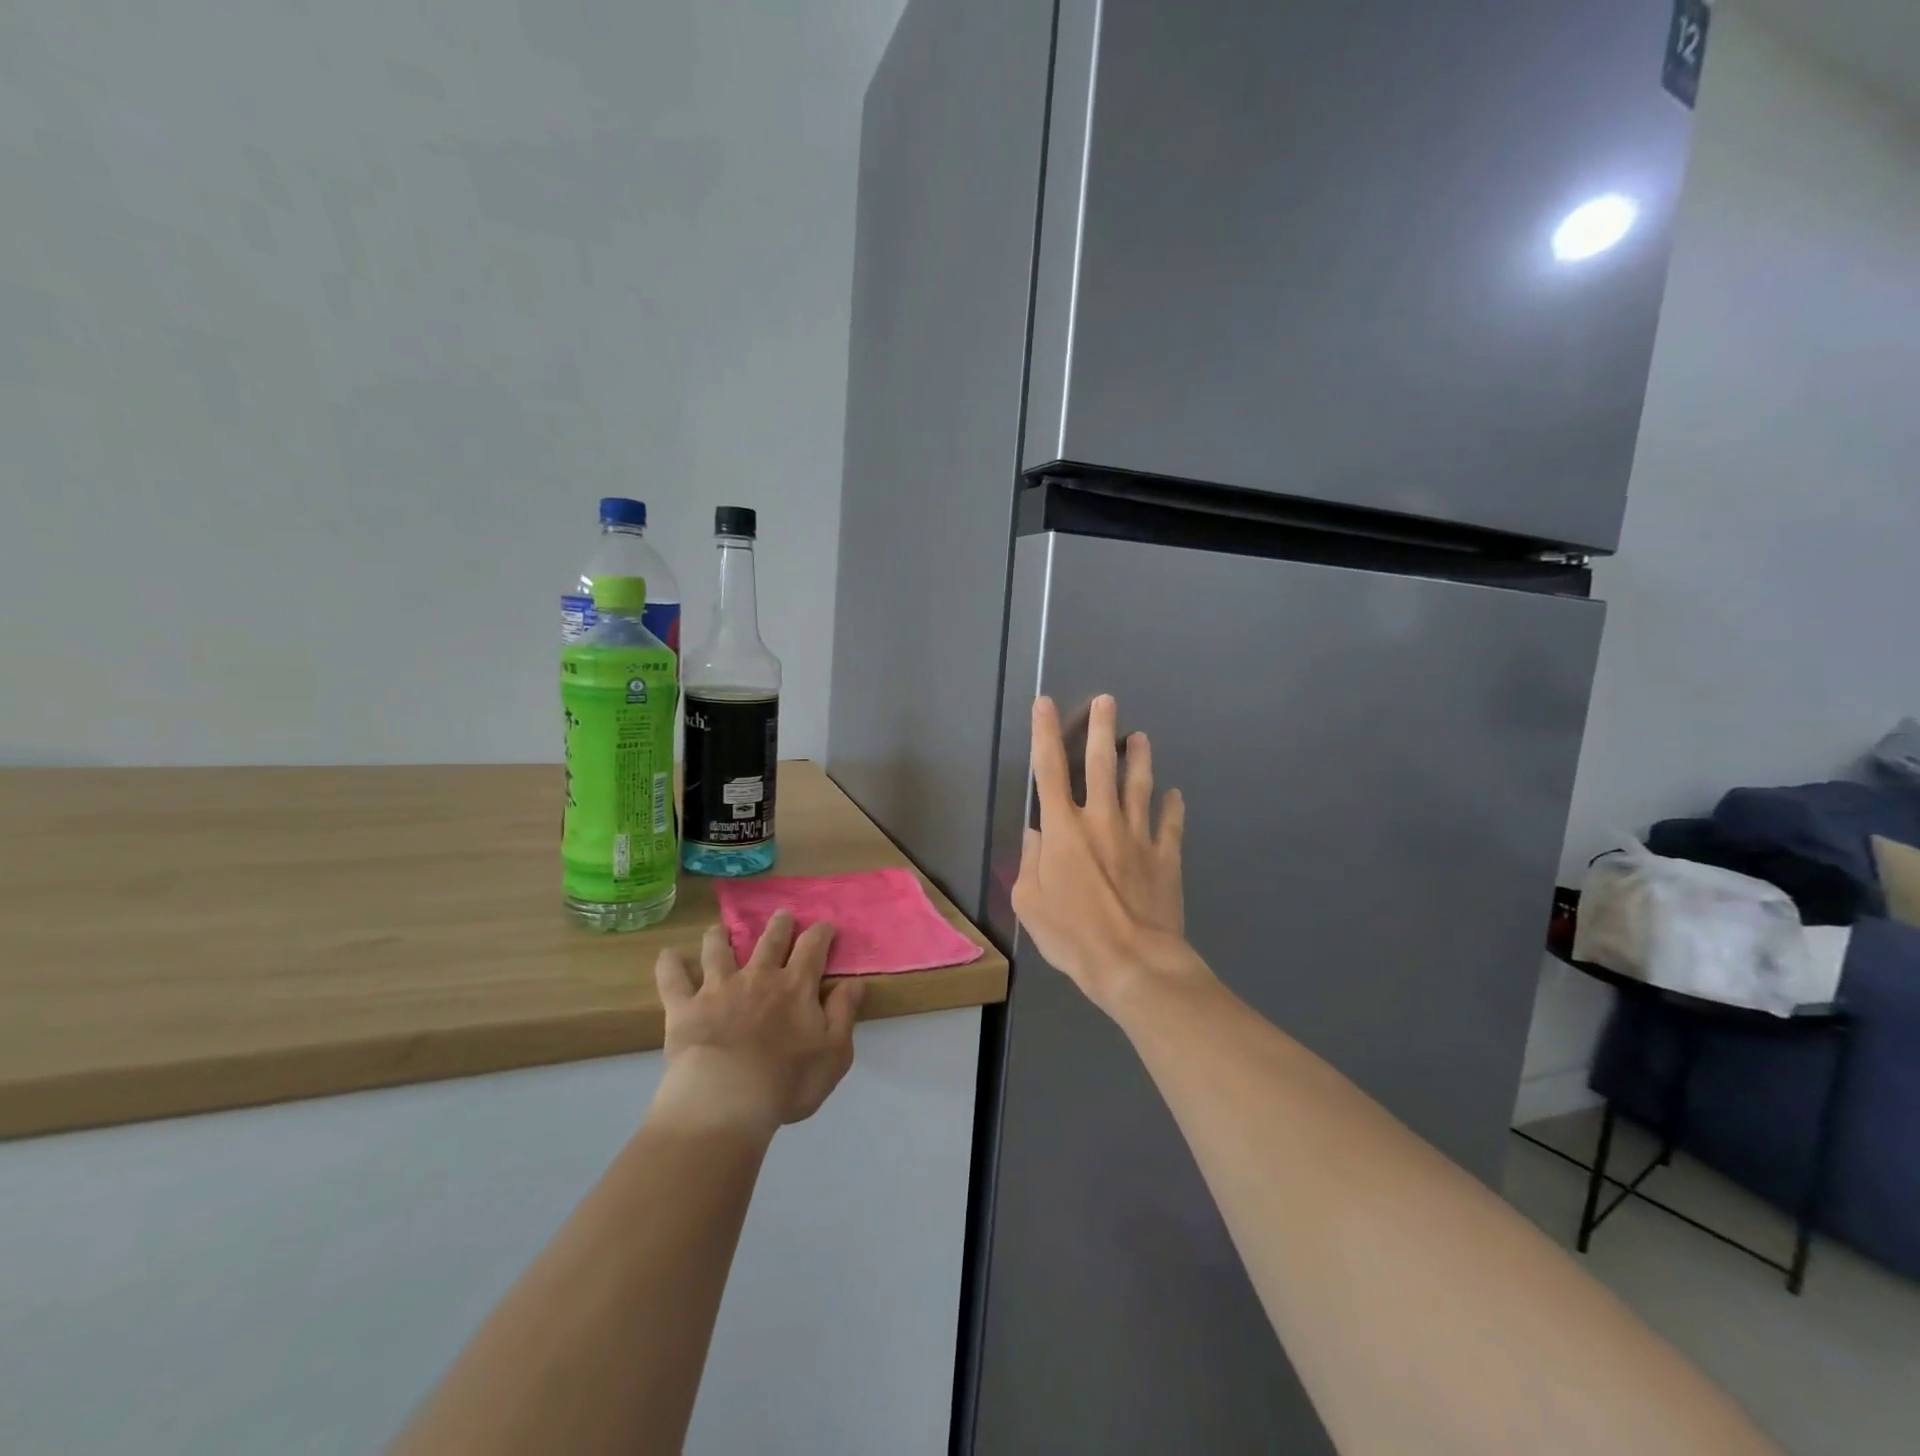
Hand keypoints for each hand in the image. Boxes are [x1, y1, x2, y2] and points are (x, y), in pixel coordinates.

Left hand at [651, 912, 864, 1137]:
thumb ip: (844, 1013)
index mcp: (796, 986)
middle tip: (782, 915)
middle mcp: (758, 976)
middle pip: (769, 940)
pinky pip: (673, 979)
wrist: (726, 1100)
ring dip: (720, 936)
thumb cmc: (787, 1081)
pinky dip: (669, 964)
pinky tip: (668, 955)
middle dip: (779, 924)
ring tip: (719, 929)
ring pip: (718, 950)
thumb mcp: (834, 1052)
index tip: (826, 926)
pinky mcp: (685, 1007)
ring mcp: (718, 988)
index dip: (821, 933)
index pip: (813, 947)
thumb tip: (854, 982)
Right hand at [1012, 695, 1201, 1013]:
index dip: (1044, 733)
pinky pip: (1170, 823)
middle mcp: (1101, 820)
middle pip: (1100, 764)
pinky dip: (1172, 806)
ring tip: (1141, 738)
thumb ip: (1029, 861)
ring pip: (1140, 785)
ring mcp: (1138, 835)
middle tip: (1107, 701)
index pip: (1049, 770)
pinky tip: (1174, 794)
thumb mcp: (1029, 902)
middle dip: (1101, 728)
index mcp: (1064, 829)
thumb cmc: (1072, 934)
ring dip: (1139, 758)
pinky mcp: (1166, 855)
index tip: (1045, 704)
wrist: (1133, 962)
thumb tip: (1036, 833)